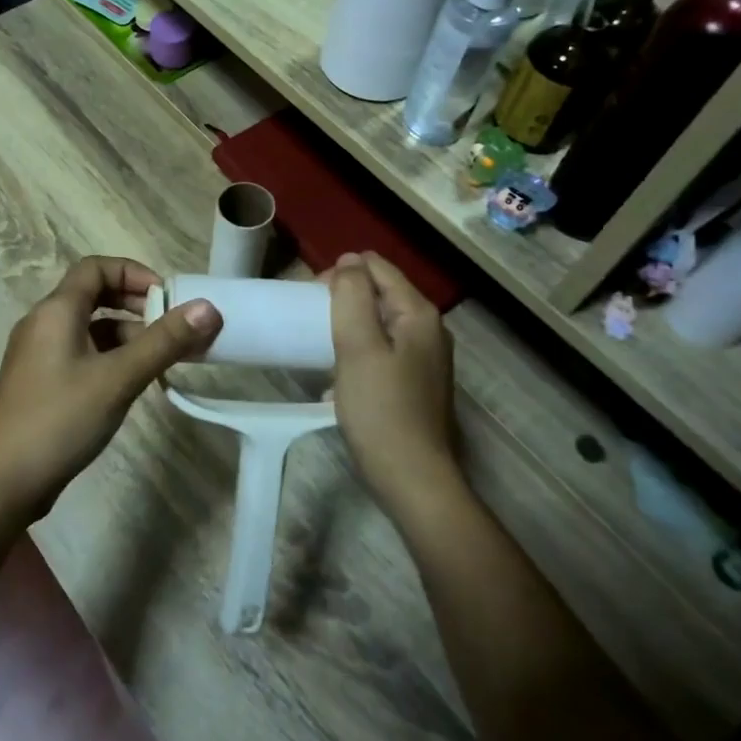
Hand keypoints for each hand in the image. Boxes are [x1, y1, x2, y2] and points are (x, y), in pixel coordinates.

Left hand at [0, 256, 219, 514]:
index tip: (166, 297)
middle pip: (93, 294)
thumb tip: (209, 308)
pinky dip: (109, 357)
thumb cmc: (60, 419)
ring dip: (126, 334)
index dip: (133, 272)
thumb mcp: (118, 378)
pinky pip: (80, 353)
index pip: (95, 267)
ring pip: (88, 328)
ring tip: (161, 358)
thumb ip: (164, 342)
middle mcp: (43, 323)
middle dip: (135, 303)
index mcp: (56, 311)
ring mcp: (38, 355)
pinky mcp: (40, 383)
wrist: (2, 481)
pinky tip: (131, 382)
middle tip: (170, 325)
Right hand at [327, 253, 461, 521]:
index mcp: (418, 314)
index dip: (342, 272)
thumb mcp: (358, 347)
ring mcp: (425, 358)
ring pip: (379, 322)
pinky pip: (382, 349)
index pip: (377, 267)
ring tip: (320, 343)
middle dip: (344, 297)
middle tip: (312, 321)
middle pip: (380, 292)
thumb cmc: (381, 410)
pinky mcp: (416, 382)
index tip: (311, 298)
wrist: (412, 479)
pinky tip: (338, 374)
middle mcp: (429, 329)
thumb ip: (352, 297)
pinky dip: (359, 350)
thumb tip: (348, 261)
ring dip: (349, 325)